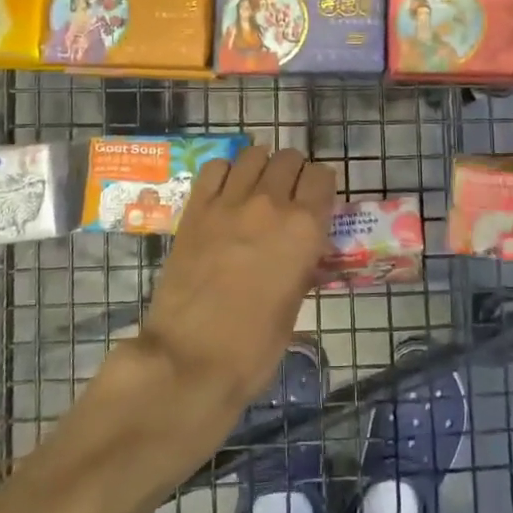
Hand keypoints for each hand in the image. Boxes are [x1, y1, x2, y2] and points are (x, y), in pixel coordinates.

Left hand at [138, 146, 336, 426]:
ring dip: (262, 165)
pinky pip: (215, 168)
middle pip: (289, 158)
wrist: (190, 359)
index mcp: (305, 227)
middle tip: (288, 195)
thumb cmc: (254, 345)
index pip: (322, 176)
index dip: (321, 186)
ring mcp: (229, 202)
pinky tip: (226, 191)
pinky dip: (226, 172)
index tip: (316, 200)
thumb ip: (301, 262)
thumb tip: (301, 250)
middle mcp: (271, 203)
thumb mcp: (295, 302)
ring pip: (254, 154)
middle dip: (293, 171)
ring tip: (257, 187)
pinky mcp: (195, 209)